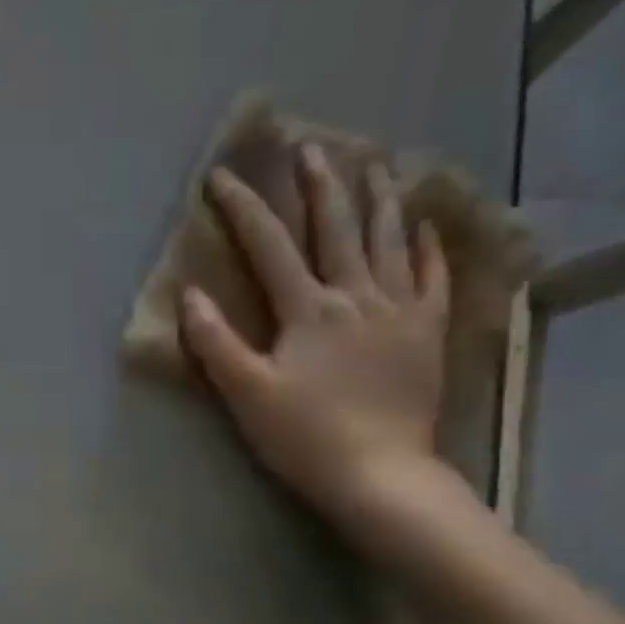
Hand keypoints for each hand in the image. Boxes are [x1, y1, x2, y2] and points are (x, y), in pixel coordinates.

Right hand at [181, 144, 450, 525]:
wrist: (381, 476)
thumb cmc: (304, 436)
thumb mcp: (246, 392)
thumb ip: (215, 342)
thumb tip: (191, 295)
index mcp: (308, 310)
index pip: (269, 246)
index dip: (243, 208)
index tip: (221, 177)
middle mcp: (357, 296)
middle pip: (337, 228)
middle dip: (319, 185)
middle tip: (310, 147)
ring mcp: (400, 311)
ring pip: (390, 241)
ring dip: (379, 199)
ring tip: (375, 164)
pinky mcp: (427, 333)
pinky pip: (433, 278)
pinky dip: (428, 247)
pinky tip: (424, 227)